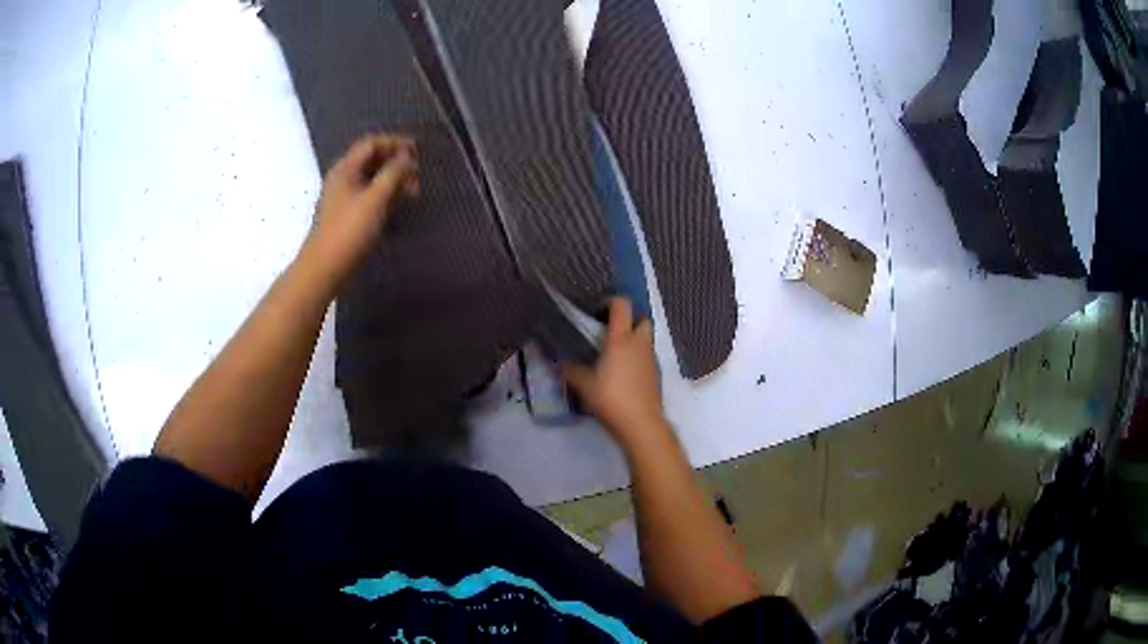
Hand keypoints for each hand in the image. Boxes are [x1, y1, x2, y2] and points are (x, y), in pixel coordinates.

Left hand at [303, 134, 418, 287]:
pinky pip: (368, 196)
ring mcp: (342, 198)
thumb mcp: (376, 199)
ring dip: (393, 181)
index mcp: (345, 169)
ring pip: (371, 179)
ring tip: (412, 193)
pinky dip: (385, 196)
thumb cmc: (349, 231)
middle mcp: (342, 178)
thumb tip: (406, 157)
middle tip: (417, 176)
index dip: (395, 143)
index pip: (371, 143)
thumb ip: (393, 173)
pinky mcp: (345, 216)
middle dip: (396, 163)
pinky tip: (396, 208)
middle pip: (371, 160)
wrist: (325, 268)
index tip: (417, 152)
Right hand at [563, 298, 666, 449]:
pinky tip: (624, 375)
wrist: (641, 424)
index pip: (621, 306)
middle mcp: (639, 344)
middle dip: (629, 321)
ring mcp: (651, 359)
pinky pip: (647, 358)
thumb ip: (571, 371)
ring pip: (646, 339)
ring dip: (634, 341)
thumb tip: (561, 363)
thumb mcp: (584, 386)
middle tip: (611, 333)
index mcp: (621, 339)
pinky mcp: (657, 375)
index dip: (611, 302)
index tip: (598, 311)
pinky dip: (638, 359)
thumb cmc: (611, 399)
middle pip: (642, 319)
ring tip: (615, 356)